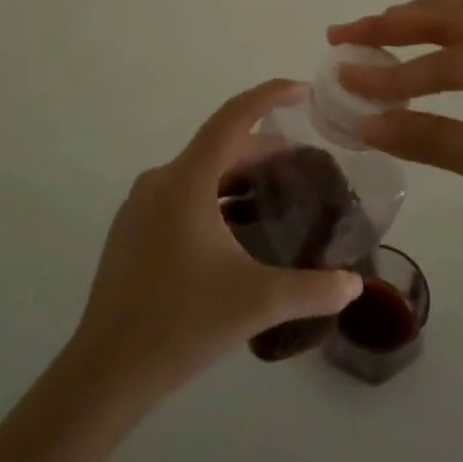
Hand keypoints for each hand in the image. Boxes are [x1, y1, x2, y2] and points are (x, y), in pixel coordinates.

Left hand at [69, 79, 362, 398]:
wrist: (107, 371)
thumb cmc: (182, 323)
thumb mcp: (258, 302)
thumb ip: (314, 289)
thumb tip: (355, 285)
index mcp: (187, 180)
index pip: (233, 117)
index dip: (269, 95)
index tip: (302, 90)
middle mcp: (160, 181)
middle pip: (219, 146)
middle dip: (264, 150)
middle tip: (304, 166)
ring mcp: (140, 205)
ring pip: (200, 172)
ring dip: (239, 176)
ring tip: (277, 196)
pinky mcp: (132, 230)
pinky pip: (181, 195)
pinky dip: (215, 197)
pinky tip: (236, 230)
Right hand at [329, 0, 462, 271]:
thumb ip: (436, 140)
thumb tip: (367, 124)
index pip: (456, 61)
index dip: (397, 74)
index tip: (345, 79)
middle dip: (401, 22)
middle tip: (347, 31)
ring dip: (426, 20)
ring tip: (379, 26)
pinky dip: (452, 37)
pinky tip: (429, 44)